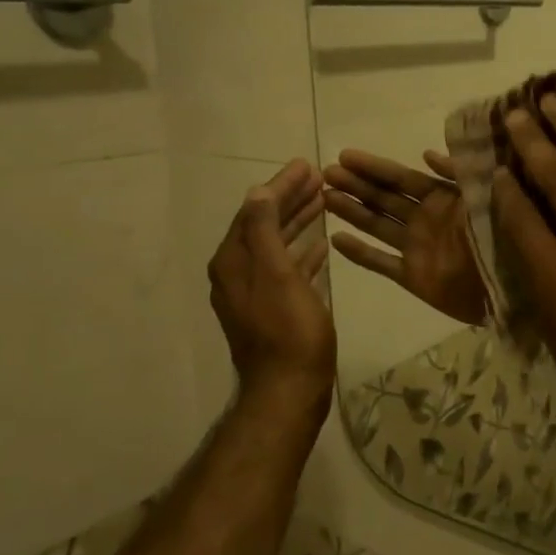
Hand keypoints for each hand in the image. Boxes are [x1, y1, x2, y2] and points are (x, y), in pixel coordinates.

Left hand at [209, 159, 335, 423]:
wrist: (289, 389)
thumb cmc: (289, 331)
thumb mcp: (277, 275)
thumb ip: (265, 231)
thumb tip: (258, 192)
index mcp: (233, 262)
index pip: (255, 210)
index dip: (280, 186)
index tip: (306, 165)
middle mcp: (237, 273)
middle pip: (263, 224)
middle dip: (288, 199)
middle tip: (317, 177)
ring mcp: (253, 293)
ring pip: (275, 245)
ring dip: (297, 222)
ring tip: (322, 202)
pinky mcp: (272, 309)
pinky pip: (285, 268)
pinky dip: (301, 252)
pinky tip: (320, 246)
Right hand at [323, 150, 489, 326]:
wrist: (515, 289)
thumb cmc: (503, 239)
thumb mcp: (485, 197)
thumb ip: (458, 175)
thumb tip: (426, 153)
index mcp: (443, 199)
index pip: (401, 178)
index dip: (374, 166)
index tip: (345, 154)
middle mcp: (425, 220)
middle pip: (384, 199)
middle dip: (356, 185)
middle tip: (325, 173)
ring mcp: (417, 248)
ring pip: (377, 225)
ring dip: (352, 211)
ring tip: (323, 198)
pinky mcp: (414, 277)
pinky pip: (382, 263)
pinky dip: (360, 253)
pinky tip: (335, 240)